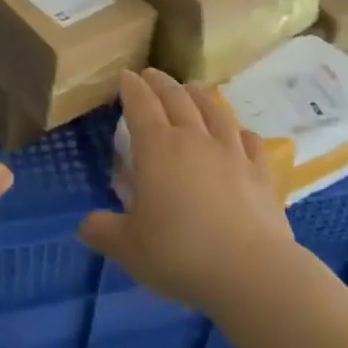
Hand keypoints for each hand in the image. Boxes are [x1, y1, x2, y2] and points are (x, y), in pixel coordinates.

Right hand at [79, 68, 295, 313]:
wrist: (252, 273)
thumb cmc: (180, 254)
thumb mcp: (129, 248)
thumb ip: (104, 232)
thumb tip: (86, 226)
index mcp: (157, 148)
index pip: (141, 105)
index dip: (131, 87)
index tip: (126, 75)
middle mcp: (194, 140)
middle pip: (176, 99)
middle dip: (161, 83)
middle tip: (151, 74)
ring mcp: (232, 154)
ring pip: (214, 111)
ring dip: (199, 96)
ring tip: (191, 89)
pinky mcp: (261, 174)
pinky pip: (249, 142)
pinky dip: (239, 131)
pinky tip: (239, 132)